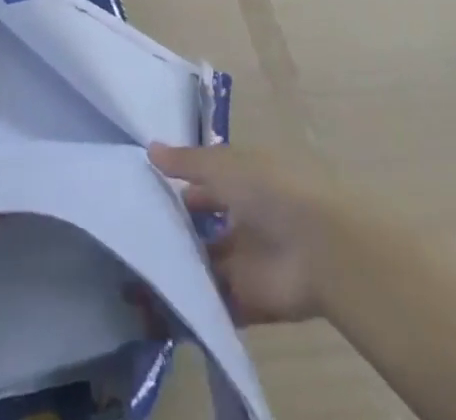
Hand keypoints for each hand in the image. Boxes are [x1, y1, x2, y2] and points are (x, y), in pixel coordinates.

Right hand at [149, 142, 337, 325]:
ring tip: (140, 272)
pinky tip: (163, 304)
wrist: (318, 247)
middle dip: (179, 232)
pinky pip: (220, 304)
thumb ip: (187, 162)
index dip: (181, 186)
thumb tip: (150, 148)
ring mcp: (249, 261)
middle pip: (207, 227)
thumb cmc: (270, 191)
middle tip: (136, 237)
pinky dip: (197, 305)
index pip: (207, 183)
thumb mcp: (223, 165)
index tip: (146, 193)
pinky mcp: (252, 300)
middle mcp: (246, 219)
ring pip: (210, 266)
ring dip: (185, 269)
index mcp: (245, 182)